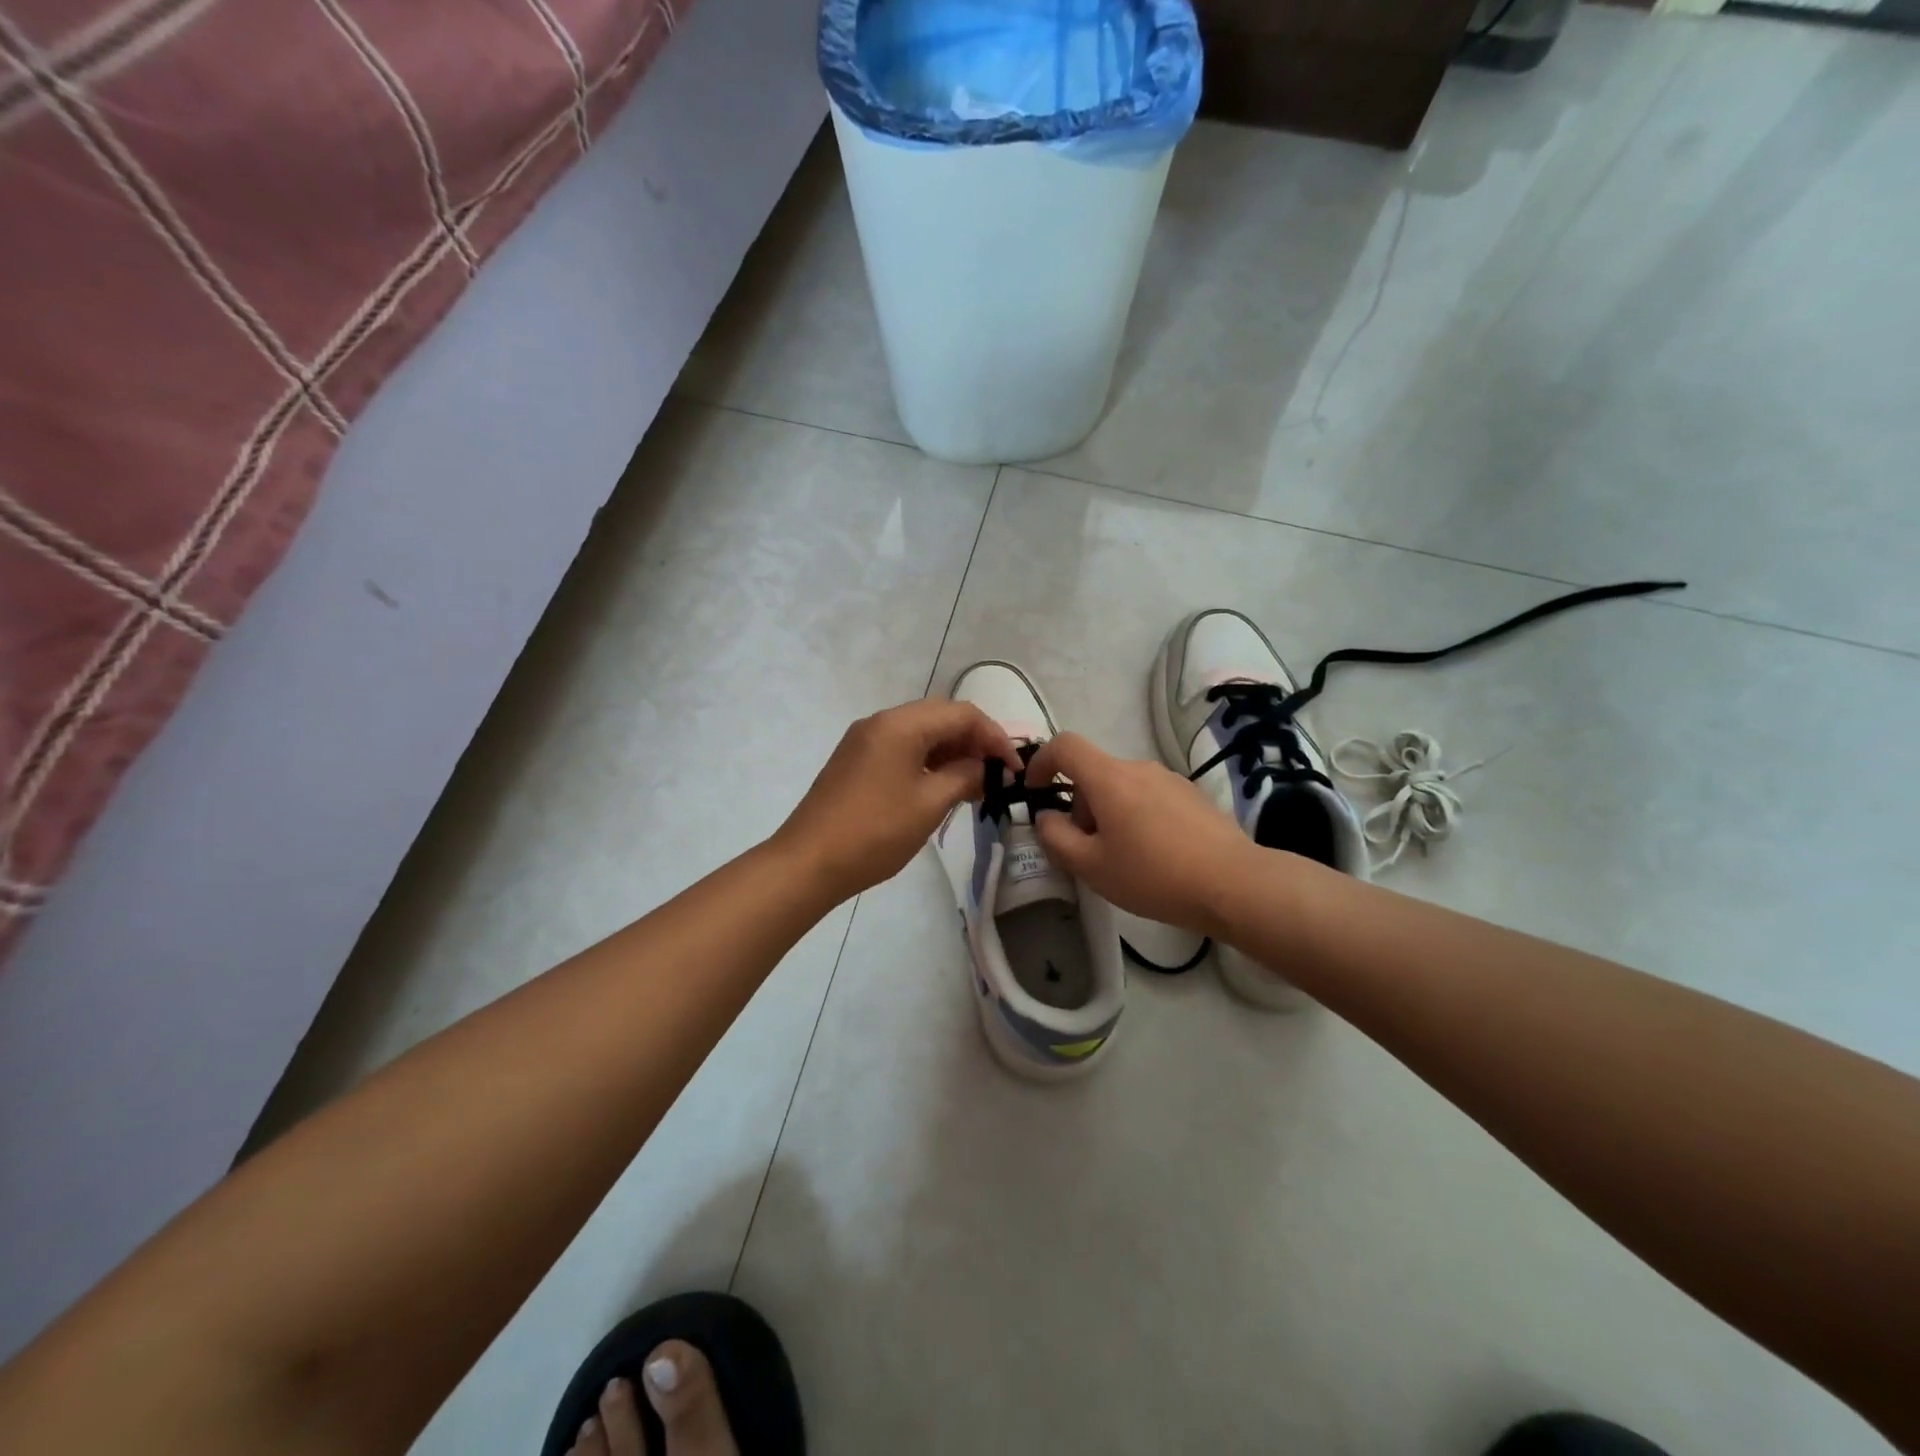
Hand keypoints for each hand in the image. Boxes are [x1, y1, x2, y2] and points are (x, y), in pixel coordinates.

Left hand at [775, 698, 1020, 903]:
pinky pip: (902, 748)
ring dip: (951, 752)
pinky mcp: (856, 761)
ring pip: (921, 733)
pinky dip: (928, 761)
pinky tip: (943, 787)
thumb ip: (964, 776)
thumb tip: (985, 768)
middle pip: (940, 717)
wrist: (809, 862)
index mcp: (900, 724)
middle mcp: (881, 722)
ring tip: (976, 785)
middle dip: (974, 741)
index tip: (1014, 769)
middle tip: (998, 774)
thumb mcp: (929, 804)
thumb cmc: (875, 832)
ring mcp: (864, 740)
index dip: (995, 737)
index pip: (962, 714)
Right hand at [1023, 731, 1260, 937]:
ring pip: (1122, 787)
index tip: (1035, 792)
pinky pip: (1149, 797)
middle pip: (1094, 774)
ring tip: (1123, 859)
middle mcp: (1139, 768)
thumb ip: (1056, 838)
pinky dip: (1136, 817)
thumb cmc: (1154, 875)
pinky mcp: (1192, 796)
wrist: (1235, 884)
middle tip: (1087, 851)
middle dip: (1079, 806)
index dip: (1041, 762)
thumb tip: (1047, 818)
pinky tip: (1155, 857)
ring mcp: (1170, 780)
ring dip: (1108, 814)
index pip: (1064, 746)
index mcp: (1109, 778)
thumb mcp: (1092, 866)